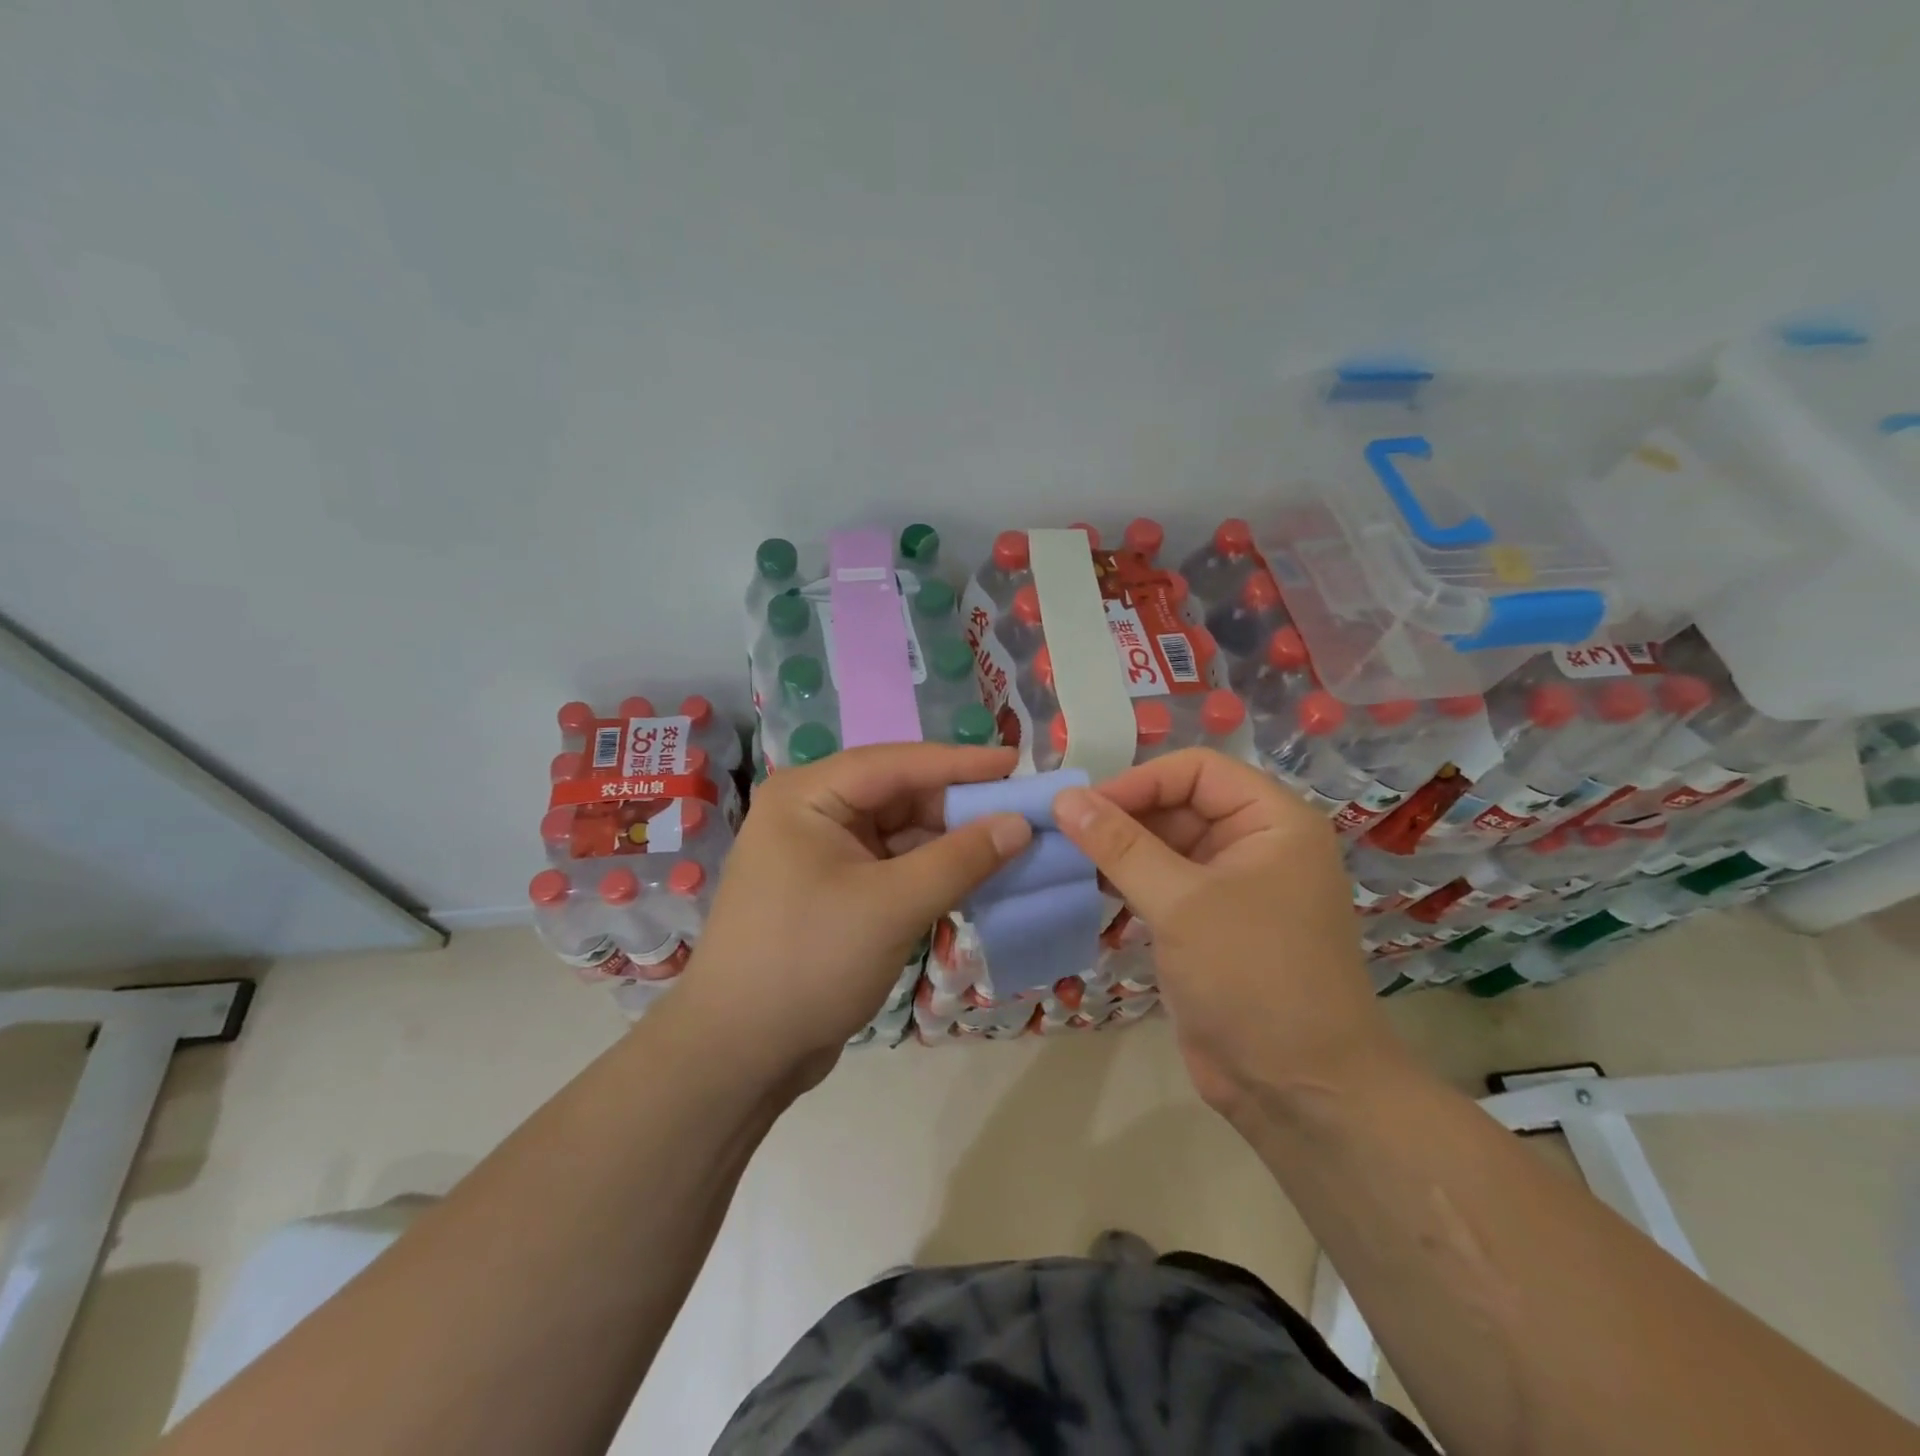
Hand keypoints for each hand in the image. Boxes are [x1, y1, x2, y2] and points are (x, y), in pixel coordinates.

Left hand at [679, 744, 1031, 1088]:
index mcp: (808, 795)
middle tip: (1021, 811)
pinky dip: (930, 872)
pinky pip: (891, 866)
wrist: (738, 1054)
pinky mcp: (832, 892)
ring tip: (1010, 845)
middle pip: (899, 795)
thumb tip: (1020, 823)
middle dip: (958, 806)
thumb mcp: (893, 906)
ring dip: (949, 842)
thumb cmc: (809, 962)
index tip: (1016, 762)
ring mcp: (820, 854)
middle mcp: (811, 813)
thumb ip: (961, 860)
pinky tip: (973, 879)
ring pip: (899, 833)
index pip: (896, 763)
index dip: (960, 762)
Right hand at [1051, 749, 1402, 1117]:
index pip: (1197, 770)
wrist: (1298, 1090)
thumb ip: (1120, 845)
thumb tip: (1065, 797)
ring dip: (1118, 849)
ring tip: (1064, 856)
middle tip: (1063, 833)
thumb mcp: (1181, 903)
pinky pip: (1162, 883)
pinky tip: (1086, 886)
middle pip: (1179, 804)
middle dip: (1123, 815)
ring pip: (1165, 845)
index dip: (1140, 781)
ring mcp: (1232, 886)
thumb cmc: (1252, 977)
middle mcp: (1256, 843)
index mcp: (1273, 821)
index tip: (1083, 807)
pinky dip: (1126, 881)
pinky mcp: (1208, 924)